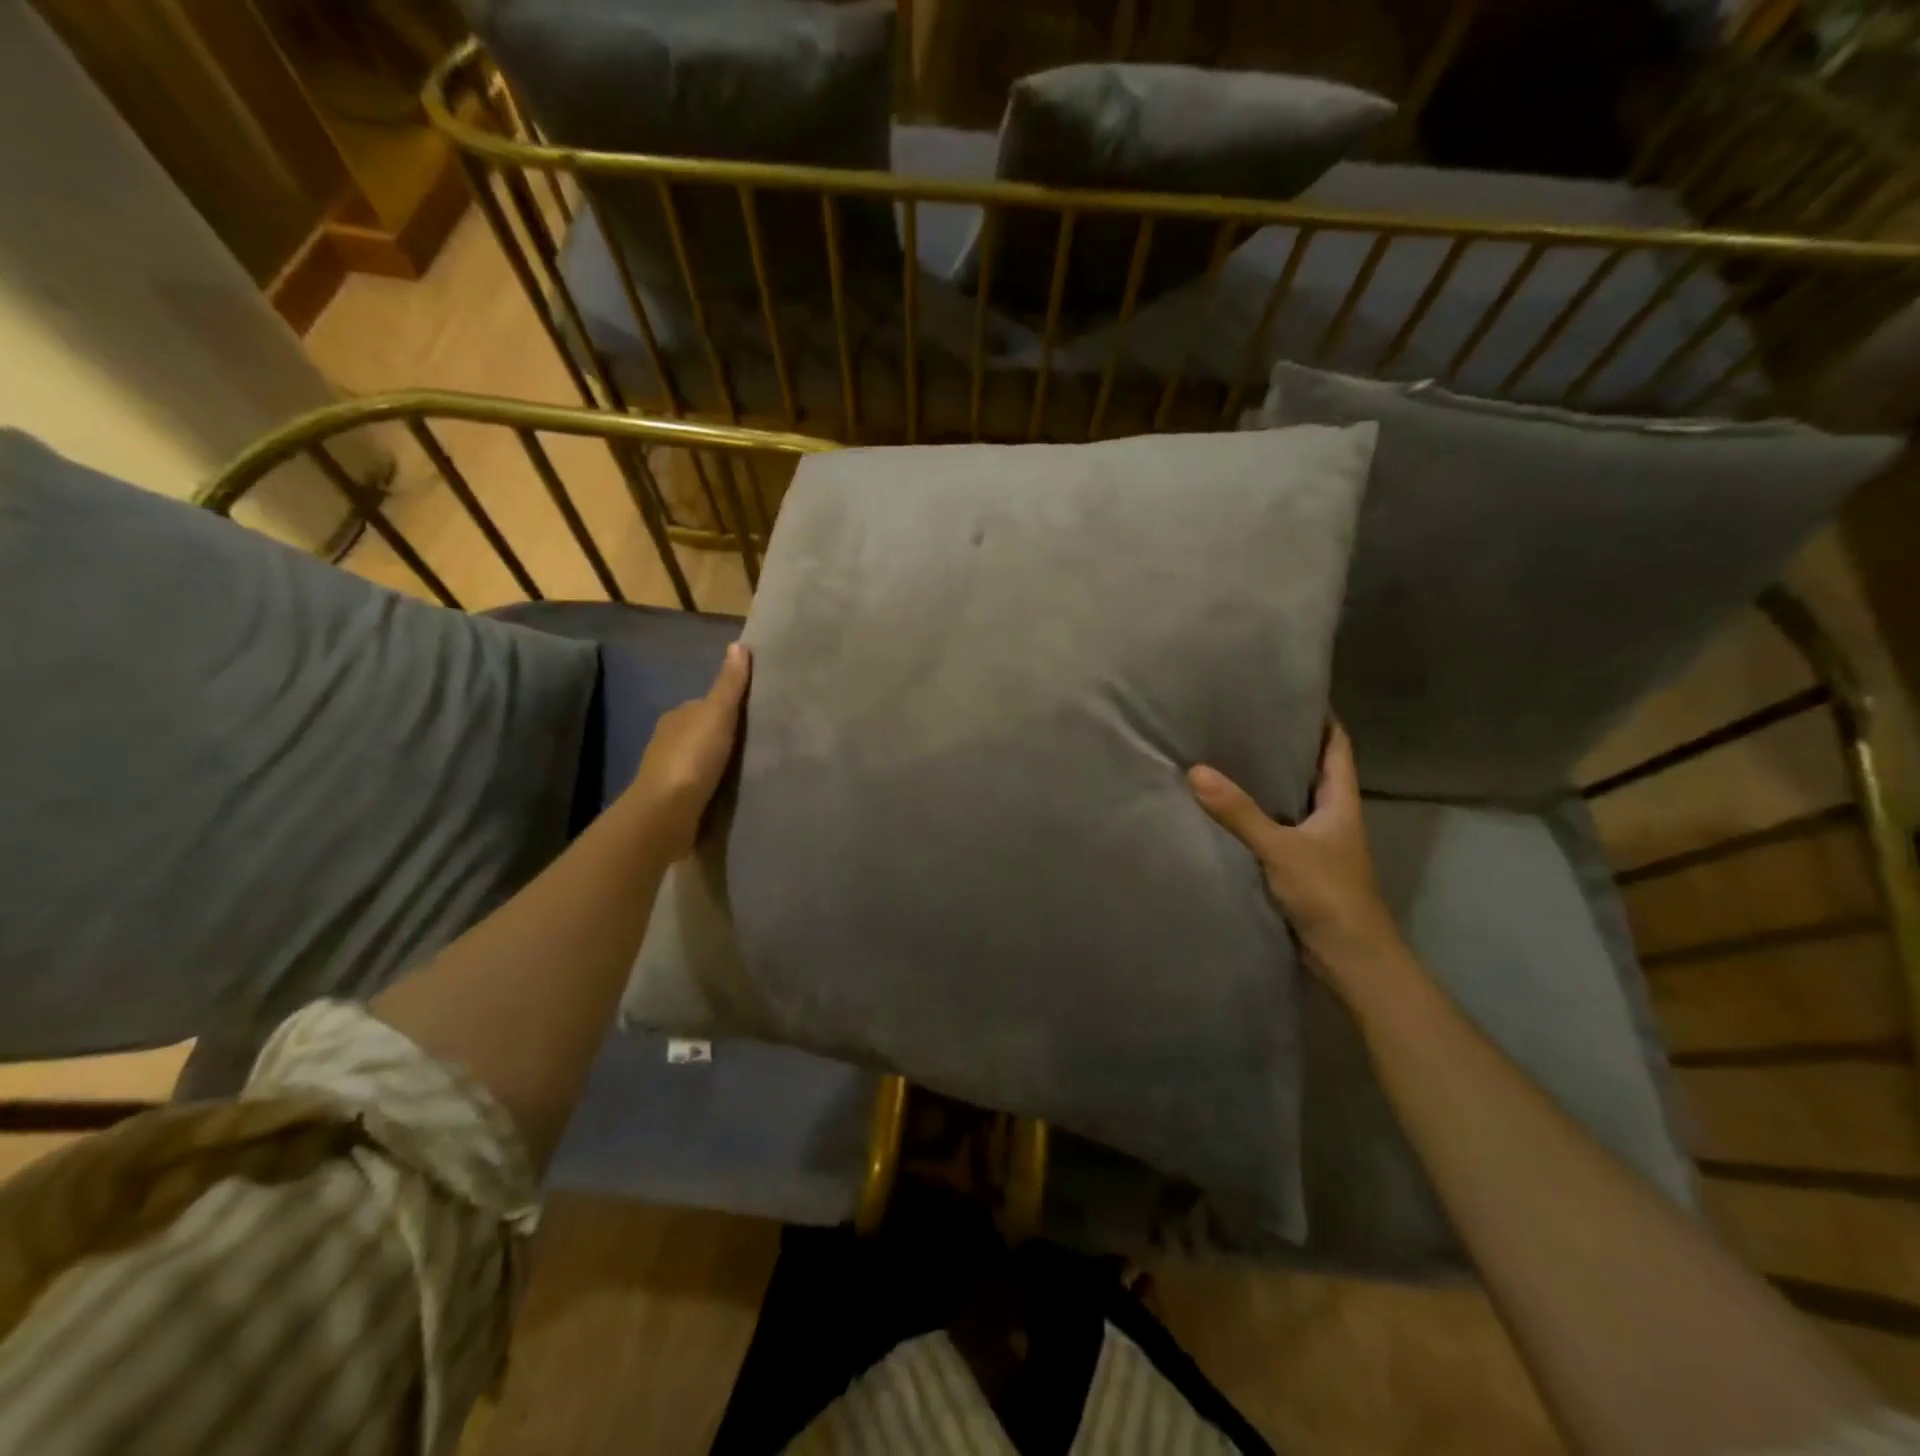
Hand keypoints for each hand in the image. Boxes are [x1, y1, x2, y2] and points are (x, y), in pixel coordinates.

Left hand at [626, 643, 750, 859]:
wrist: (667, 814)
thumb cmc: (692, 758)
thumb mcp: (717, 714)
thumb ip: (729, 685)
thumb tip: (737, 645)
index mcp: (677, 717)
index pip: (707, 704)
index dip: (730, 706)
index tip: (758, 713)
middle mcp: (669, 740)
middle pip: (705, 732)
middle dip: (727, 736)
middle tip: (763, 742)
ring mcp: (671, 772)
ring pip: (703, 759)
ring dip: (722, 762)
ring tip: (755, 767)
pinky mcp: (676, 800)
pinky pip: (702, 785)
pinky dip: (716, 784)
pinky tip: (735, 790)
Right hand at [1188, 721, 1408, 992]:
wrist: (1349, 958)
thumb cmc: (1328, 893)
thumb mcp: (1281, 848)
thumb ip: (1239, 812)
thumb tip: (1196, 771)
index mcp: (1341, 802)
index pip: (1338, 747)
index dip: (1324, 719)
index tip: (1297, 694)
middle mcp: (1332, 817)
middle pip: (1314, 771)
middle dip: (1288, 746)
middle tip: (1248, 720)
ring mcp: (1317, 844)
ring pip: (1293, 801)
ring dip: (1270, 782)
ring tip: (1232, 756)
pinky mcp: (1299, 868)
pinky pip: (1276, 830)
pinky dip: (1257, 816)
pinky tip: (1228, 811)